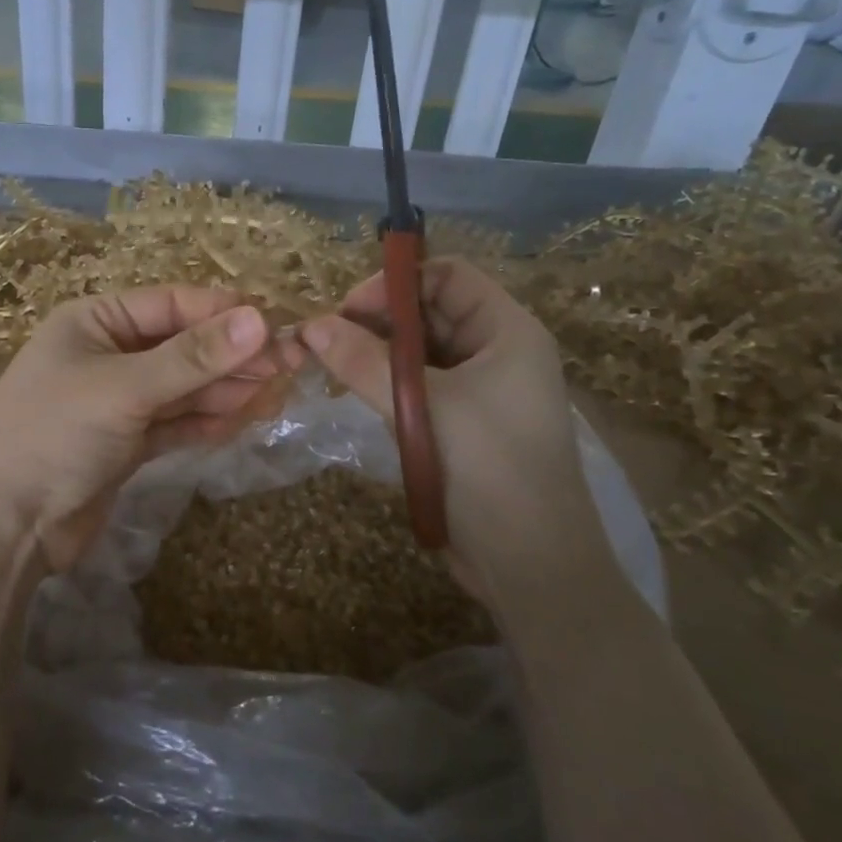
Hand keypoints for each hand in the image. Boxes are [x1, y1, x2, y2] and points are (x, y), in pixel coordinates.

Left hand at [0, 287, 292, 570]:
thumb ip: (193, 358)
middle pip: (182, 346)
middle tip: (288, 366)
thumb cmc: (53, 435)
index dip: (224, 314)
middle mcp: (107, 354)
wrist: (2, 527)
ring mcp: (118, 401)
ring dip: (225, 390)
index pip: (172, 304)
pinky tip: (243, 420)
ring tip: (275, 394)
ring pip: (183, 387)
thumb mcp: (124, 389)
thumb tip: (261, 320)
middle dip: (231, 357)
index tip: (276, 327)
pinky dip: (206, 421)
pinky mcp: (127, 443)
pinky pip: (176, 422)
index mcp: (95, 321)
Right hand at [301, 259, 604, 594]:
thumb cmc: (489, 468)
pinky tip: (355, 396)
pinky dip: (385, 386)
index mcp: (507, 331)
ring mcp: (479, 391)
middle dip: (377, 320)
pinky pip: (417, 388)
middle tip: (325, 342)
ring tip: (331, 369)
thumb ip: (364, 361)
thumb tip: (310, 325)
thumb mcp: (423, 406)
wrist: (531, 565)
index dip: (395, 283)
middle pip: (429, 312)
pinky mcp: (460, 425)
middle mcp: (496, 352)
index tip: (346, 311)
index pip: (447, 275)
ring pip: (419, 353)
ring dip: (376, 355)